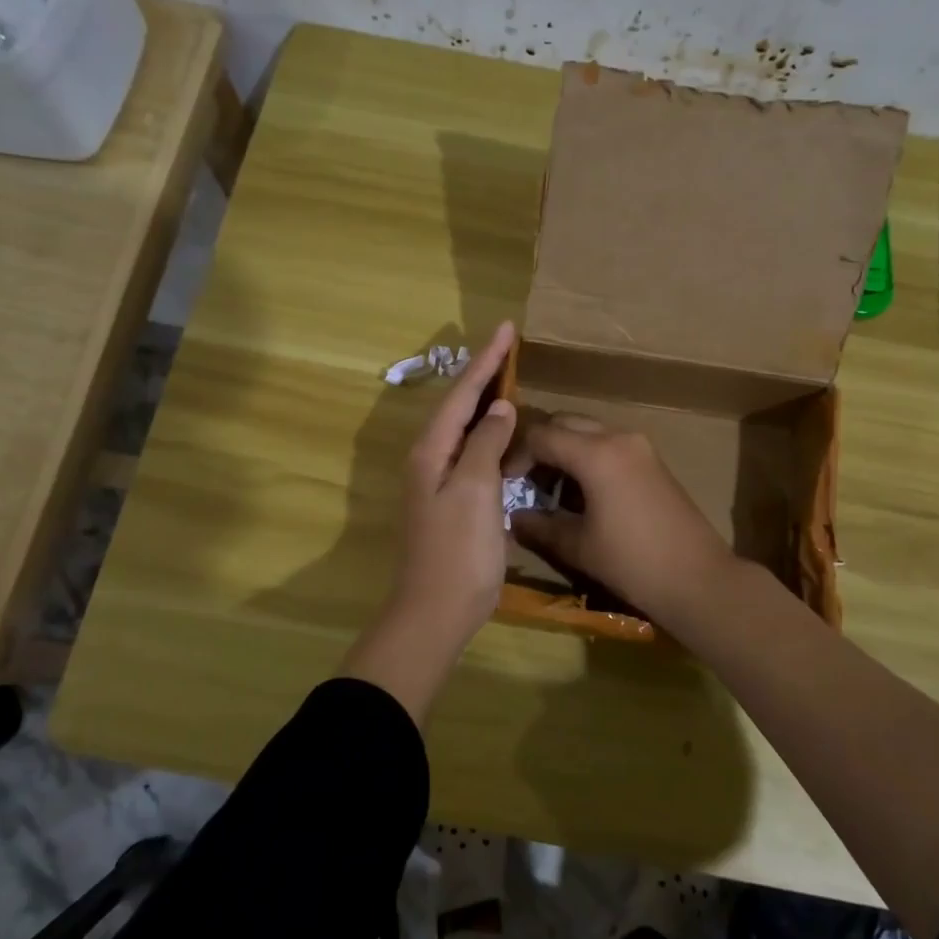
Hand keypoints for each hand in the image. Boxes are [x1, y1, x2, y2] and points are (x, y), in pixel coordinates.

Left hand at [343, 323, 516, 718]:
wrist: (436, 611)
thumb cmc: (458, 549)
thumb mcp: (475, 489)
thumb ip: (486, 442)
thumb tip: (500, 408)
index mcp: (432, 450)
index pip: (462, 393)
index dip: (486, 360)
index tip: (507, 327)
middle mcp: (430, 458)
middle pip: (459, 405)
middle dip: (483, 374)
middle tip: (508, 346)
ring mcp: (439, 481)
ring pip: (465, 428)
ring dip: (485, 401)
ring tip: (509, 378)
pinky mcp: (452, 501)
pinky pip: (472, 452)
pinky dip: (490, 434)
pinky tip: (506, 434)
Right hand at [509, 413, 739, 630]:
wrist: (698, 578)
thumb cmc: (632, 562)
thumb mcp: (577, 546)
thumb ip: (539, 525)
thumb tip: (513, 517)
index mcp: (596, 453)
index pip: (542, 435)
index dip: (517, 456)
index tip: (506, 483)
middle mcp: (618, 437)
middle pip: (566, 423)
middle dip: (540, 446)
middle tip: (526, 481)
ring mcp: (640, 447)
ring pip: (589, 432)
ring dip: (565, 451)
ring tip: (552, 491)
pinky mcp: (653, 461)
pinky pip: (610, 445)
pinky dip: (588, 458)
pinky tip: (583, 494)